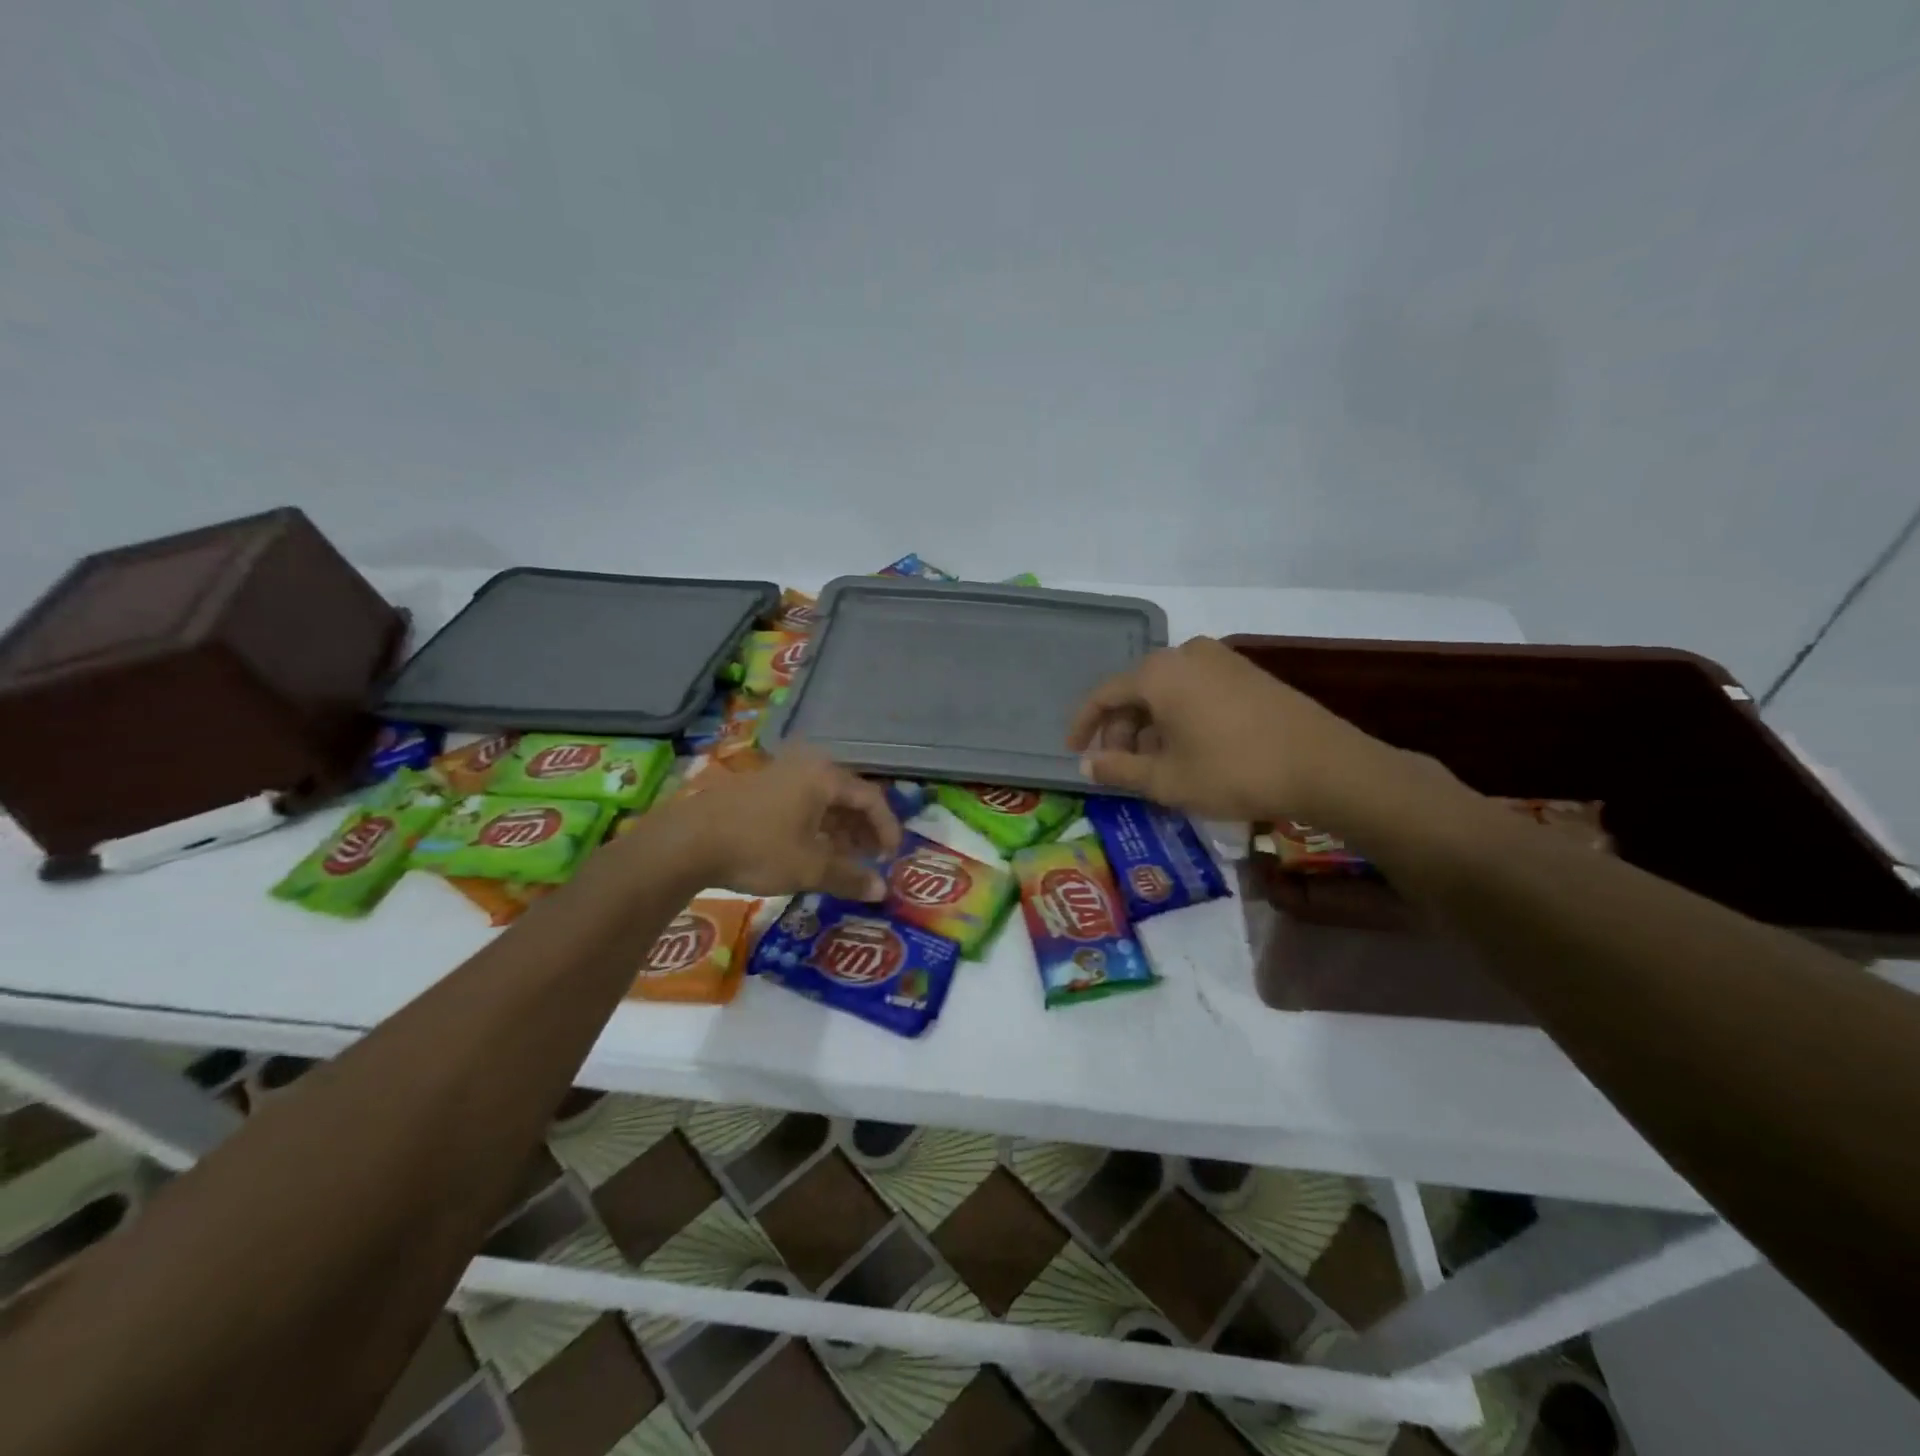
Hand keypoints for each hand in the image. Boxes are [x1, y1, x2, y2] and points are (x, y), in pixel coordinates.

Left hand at [672, 753, 900, 899]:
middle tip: (871, 859)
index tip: (891, 857)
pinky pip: (801, 803)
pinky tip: (812, 851)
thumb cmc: (758, 848)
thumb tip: (881, 891)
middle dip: (863, 829)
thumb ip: (849, 877)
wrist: (687, 841)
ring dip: (839, 830)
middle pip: (848, 796)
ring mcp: (779, 775)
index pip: (871, 798)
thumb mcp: (809, 868)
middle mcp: (805, 767)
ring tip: (845, 860)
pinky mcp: (758, 789)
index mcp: (824, 777)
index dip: (887, 828)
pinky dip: (816, 826)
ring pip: (823, 801)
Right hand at [1066, 636, 1417, 825]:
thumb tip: (1086, 765)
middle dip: (1121, 728)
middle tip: (1119, 765)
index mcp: (1159, 674)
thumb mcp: (1166, 780)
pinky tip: (1188, 748)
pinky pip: (1195, 689)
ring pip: (1167, 690)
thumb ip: (1118, 769)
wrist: (1324, 766)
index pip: (1104, 694)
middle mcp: (1185, 654)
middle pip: (1136, 690)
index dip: (1083, 725)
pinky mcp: (1247, 673)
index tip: (1075, 752)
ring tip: (1154, 763)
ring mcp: (1221, 660)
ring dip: (1151, 725)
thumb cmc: (1234, 772)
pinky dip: (1180, 716)